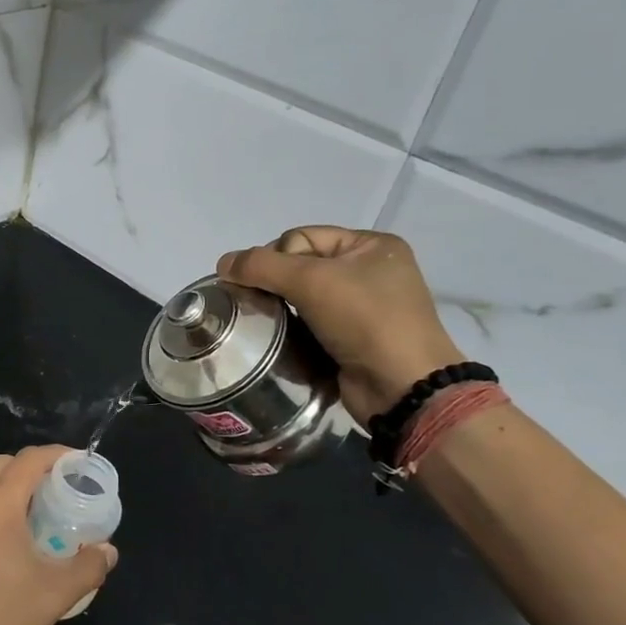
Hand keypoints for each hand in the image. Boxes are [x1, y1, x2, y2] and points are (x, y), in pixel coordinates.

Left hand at [0, 446, 117, 624]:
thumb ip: (89, 565)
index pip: (28, 461)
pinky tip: (3, 541)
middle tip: (56, 484)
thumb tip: (108, 551)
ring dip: (6, 488)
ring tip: (33, 511)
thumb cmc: (7, 616)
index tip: (77, 462)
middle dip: (29, 467)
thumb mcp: (58, 592)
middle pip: (0, 466)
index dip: (55, 455)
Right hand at [219, 226, 465, 427]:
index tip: (263, 284)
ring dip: (280, 307)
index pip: (301, 236)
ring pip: (301, 296)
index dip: (275, 257)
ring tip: (264, 323)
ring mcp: (362, 306)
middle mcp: (369, 270)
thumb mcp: (311, 281)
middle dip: (274, 282)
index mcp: (371, 245)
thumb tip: (222, 263)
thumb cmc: (365, 321)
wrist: (402, 388)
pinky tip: (279, 340)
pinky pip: (309, 322)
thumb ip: (261, 266)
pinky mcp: (351, 338)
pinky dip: (291, 328)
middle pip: (299, 265)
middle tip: (258, 304)